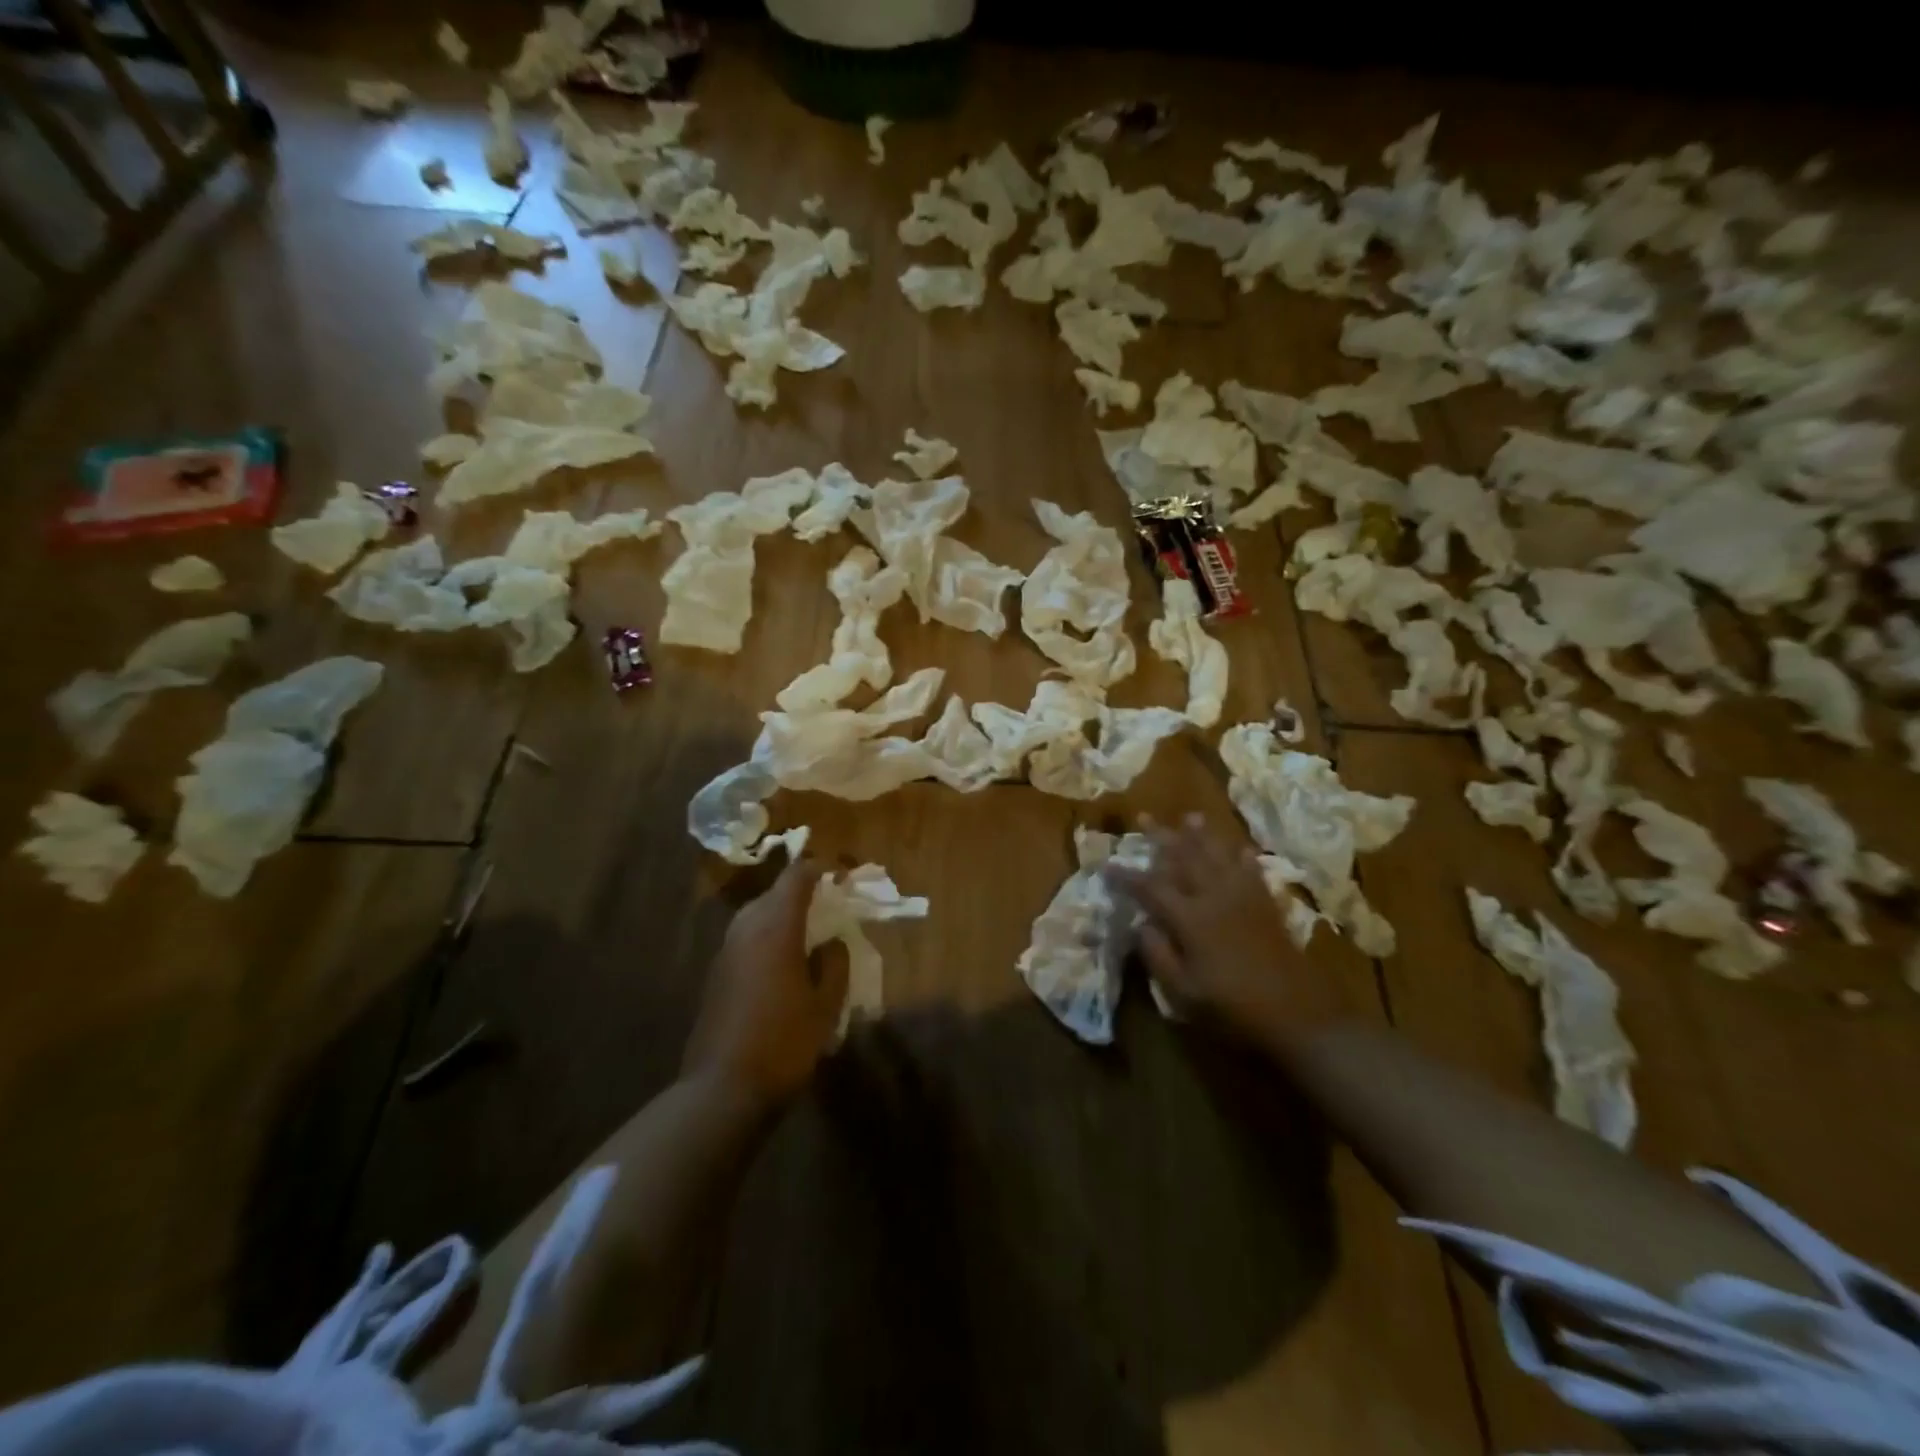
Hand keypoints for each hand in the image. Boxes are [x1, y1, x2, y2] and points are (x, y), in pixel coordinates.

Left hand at [683, 857, 847, 1114]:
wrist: (722, 1089)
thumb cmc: (784, 1043)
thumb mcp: (825, 1006)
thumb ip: (834, 965)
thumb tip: (832, 942)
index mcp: (776, 928)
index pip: (797, 877)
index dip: (820, 869)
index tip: (842, 875)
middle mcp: (746, 930)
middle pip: (774, 893)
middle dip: (802, 892)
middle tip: (830, 905)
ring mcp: (726, 952)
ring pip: (757, 916)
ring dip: (783, 915)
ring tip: (810, 933)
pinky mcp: (716, 976)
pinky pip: (746, 940)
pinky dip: (768, 938)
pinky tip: (784, 964)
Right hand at [1109, 816, 1343, 1053]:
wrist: (1297, 1013)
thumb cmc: (1232, 1006)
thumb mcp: (1183, 991)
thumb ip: (1158, 955)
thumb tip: (1142, 925)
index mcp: (1190, 918)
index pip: (1150, 888)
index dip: (1127, 876)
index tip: (1107, 865)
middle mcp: (1214, 897)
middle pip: (1184, 858)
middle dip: (1161, 836)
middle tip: (1143, 816)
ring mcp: (1243, 897)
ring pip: (1217, 856)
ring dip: (1201, 835)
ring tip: (1190, 816)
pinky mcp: (1266, 904)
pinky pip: (1251, 870)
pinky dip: (1242, 856)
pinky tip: (1239, 848)